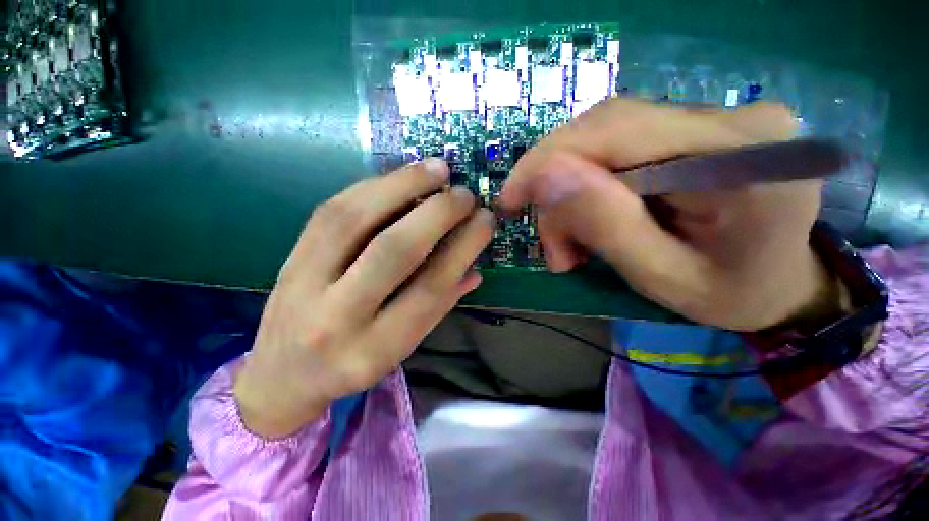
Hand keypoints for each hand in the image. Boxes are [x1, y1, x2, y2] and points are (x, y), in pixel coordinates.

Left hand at [235, 159, 493, 438]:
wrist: (281, 375)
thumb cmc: (354, 363)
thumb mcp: (403, 347)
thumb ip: (440, 305)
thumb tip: (474, 267)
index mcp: (375, 349)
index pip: (430, 289)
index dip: (463, 248)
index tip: (484, 221)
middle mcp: (336, 318)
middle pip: (392, 251)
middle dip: (436, 214)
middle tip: (465, 194)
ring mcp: (304, 283)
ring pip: (354, 220)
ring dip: (402, 186)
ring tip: (437, 169)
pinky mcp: (289, 257)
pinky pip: (332, 211)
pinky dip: (372, 187)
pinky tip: (400, 176)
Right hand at [500, 99, 838, 331]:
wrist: (781, 284)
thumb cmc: (730, 295)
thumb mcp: (662, 278)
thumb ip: (607, 225)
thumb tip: (546, 175)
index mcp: (741, 156)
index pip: (615, 129)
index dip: (547, 160)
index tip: (510, 199)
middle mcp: (733, 117)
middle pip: (605, 131)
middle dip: (558, 187)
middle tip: (554, 246)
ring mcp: (718, 116)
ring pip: (606, 140)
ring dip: (572, 192)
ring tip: (571, 246)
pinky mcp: (699, 128)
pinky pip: (623, 147)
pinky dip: (592, 186)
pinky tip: (593, 220)